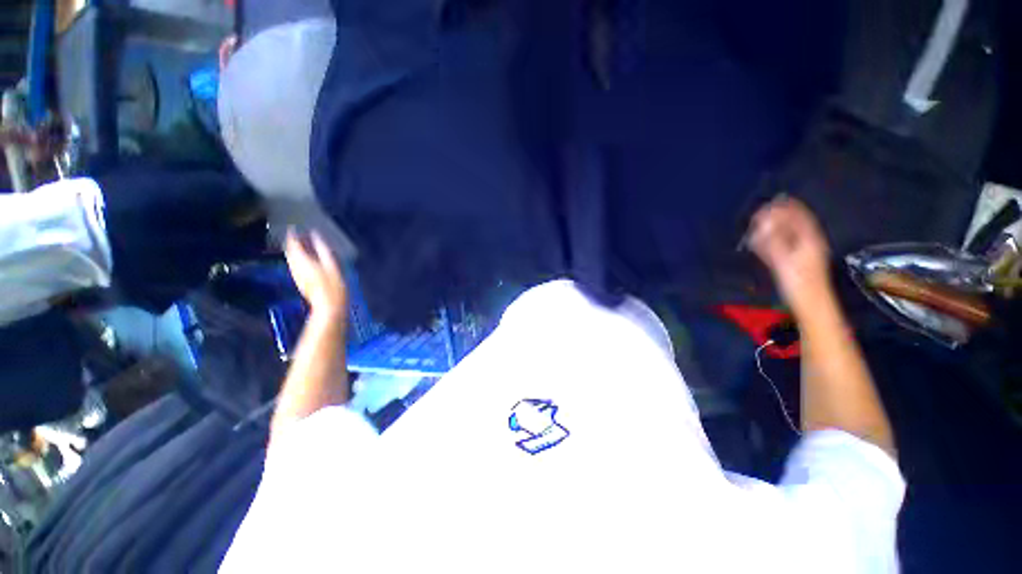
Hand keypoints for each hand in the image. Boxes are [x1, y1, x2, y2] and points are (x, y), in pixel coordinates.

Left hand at [284, 230, 347, 319]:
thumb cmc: (334, 286)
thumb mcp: (332, 265)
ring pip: (291, 258)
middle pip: (290, 250)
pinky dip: (299, 257)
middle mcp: (295, 266)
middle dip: (294, 242)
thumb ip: (323, 249)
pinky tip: (308, 258)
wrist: (328, 306)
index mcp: (302, 260)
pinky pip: (295, 264)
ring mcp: (296, 274)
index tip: (294, 227)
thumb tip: (316, 235)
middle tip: (303, 235)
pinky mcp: (299, 280)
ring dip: (296, 250)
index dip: (292, 234)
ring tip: (307, 245)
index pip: (292, 243)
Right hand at [748, 196, 831, 313]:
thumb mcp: (784, 259)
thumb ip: (772, 240)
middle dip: (779, 216)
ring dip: (776, 227)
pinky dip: (774, 240)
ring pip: (789, 235)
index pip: (799, 217)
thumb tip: (762, 222)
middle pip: (794, 224)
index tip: (771, 201)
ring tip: (761, 223)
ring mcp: (803, 253)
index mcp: (809, 239)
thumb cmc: (798, 282)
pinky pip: (785, 246)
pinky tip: (764, 241)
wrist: (811, 303)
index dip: (786, 207)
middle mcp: (808, 243)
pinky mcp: (796, 262)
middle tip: (762, 212)